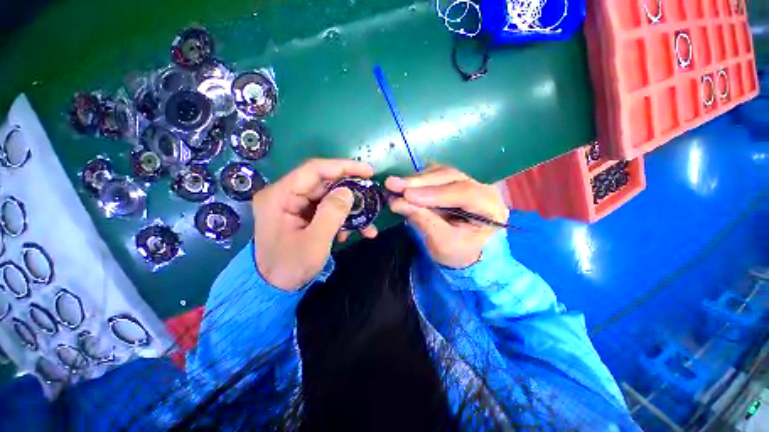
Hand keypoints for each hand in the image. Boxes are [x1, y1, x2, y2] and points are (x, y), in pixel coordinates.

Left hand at [252, 159, 376, 290]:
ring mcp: (294, 205)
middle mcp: (285, 194)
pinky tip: (353, 231)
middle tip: (371, 196)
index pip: (314, 170)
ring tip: (367, 222)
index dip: (343, 167)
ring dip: (349, 208)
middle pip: (324, 183)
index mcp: (279, 196)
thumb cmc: (290, 267)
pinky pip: (326, 209)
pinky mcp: (302, 214)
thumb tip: (348, 192)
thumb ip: (331, 214)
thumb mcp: (314, 242)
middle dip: (350, 190)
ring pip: (329, 196)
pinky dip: (342, 218)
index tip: (368, 172)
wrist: (273, 288)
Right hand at [385, 165, 507, 268]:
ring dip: (416, 179)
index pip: (465, 193)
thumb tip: (397, 202)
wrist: (465, 254)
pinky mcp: (453, 182)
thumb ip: (422, 220)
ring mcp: (468, 182)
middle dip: (420, 182)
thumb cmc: (458, 253)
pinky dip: (417, 180)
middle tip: (393, 184)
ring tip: (394, 185)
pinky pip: (435, 175)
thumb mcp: (441, 243)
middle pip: (451, 177)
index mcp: (491, 208)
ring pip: (441, 172)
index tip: (407, 195)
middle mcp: (483, 188)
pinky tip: (404, 185)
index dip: (435, 193)